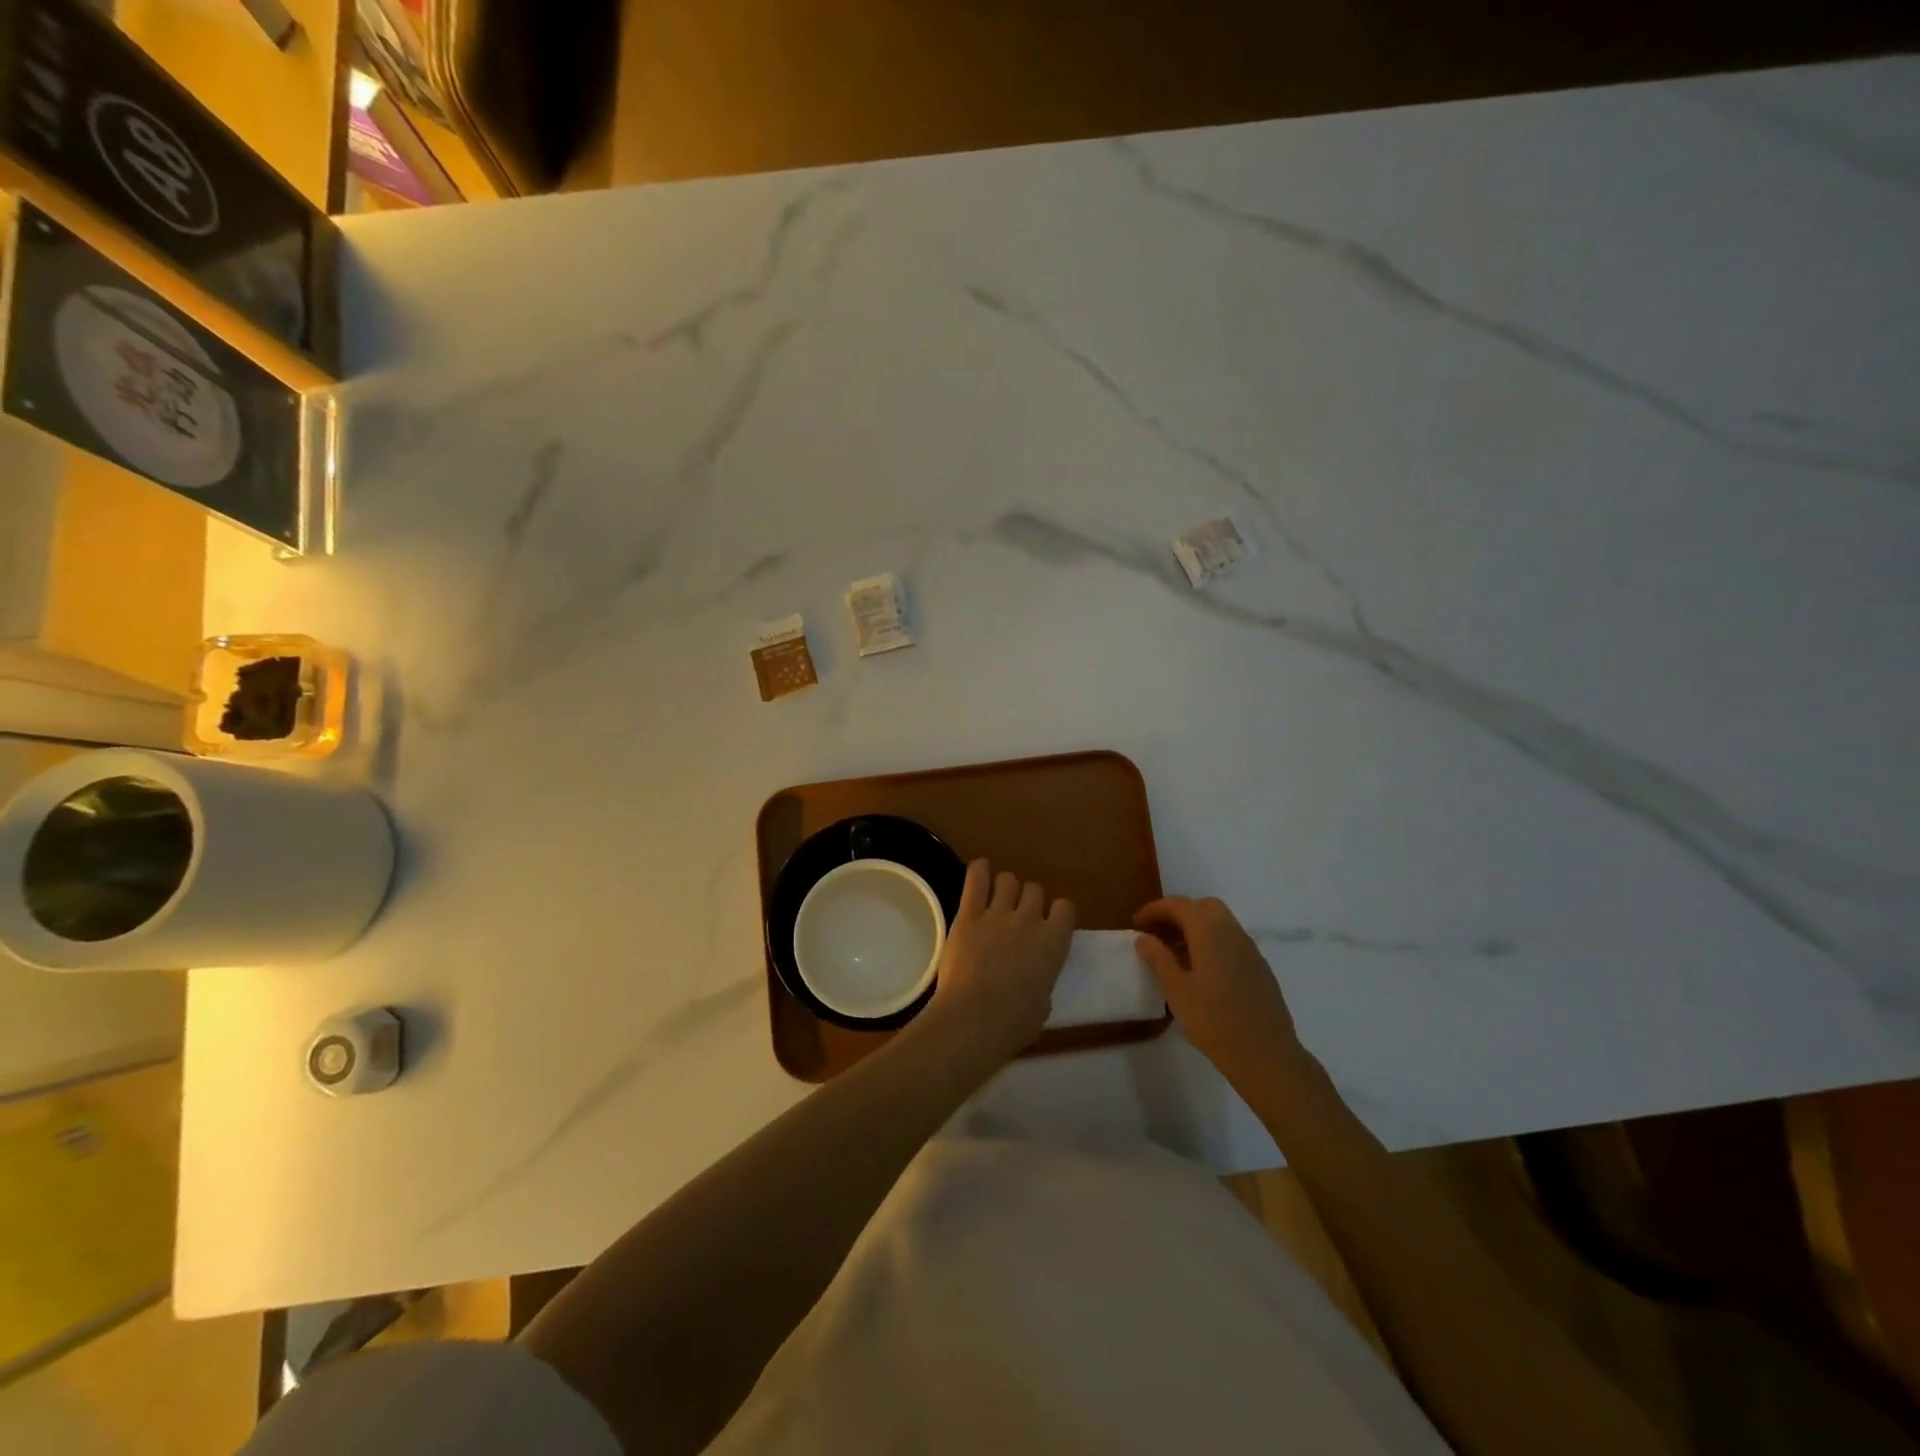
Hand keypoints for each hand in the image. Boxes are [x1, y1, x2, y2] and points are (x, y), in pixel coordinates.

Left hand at [926, 859, 1074, 1065]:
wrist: (973, 1020)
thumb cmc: (1013, 1023)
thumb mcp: (1043, 1005)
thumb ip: (1042, 982)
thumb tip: (1035, 983)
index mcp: (1054, 942)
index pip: (1065, 907)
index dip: (1057, 913)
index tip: (1049, 924)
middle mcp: (1029, 919)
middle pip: (1034, 889)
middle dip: (1028, 900)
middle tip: (1018, 917)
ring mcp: (997, 913)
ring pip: (1008, 879)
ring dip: (1005, 888)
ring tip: (997, 901)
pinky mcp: (968, 914)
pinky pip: (976, 878)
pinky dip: (979, 871)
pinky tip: (979, 872)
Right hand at [1134, 896, 1307, 1090]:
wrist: (1265, 1055)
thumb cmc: (1214, 1021)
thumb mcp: (1176, 990)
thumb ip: (1158, 958)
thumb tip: (1143, 937)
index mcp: (1210, 932)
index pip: (1179, 905)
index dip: (1155, 910)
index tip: (1136, 924)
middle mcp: (1233, 933)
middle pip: (1203, 907)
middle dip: (1178, 914)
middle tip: (1158, 934)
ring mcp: (1250, 950)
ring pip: (1220, 923)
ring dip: (1196, 928)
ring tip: (1175, 954)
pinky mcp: (1259, 968)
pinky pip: (1231, 942)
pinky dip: (1212, 943)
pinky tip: (1201, 971)